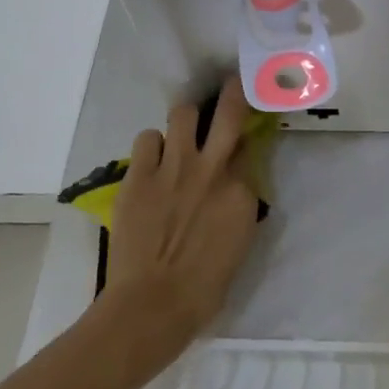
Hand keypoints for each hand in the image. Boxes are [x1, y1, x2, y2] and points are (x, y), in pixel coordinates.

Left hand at [104, 77, 261, 356]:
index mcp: (242, 191)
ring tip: (180, 132)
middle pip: (228, 112)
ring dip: (185, 121)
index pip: (249, 148)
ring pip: (183, 114)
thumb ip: (239, 205)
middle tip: (230, 84)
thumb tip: (235, 184)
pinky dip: (153, 146)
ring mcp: (174, 167)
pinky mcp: (140, 175)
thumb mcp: (239, 242)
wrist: (153, 304)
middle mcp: (212, 169)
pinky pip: (147, 139)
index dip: (246, 138)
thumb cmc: (204, 287)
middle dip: (232, 91)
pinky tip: (152, 161)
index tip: (243, 135)